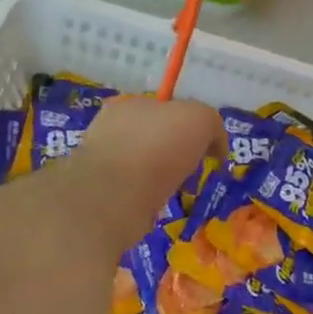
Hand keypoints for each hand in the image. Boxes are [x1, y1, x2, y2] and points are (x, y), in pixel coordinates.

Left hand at [37, 96, 225, 259]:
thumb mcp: (199, 119)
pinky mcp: (98, 194)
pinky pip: (131, 194)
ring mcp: (99, 162)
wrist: (113, 196)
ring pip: (141, 167)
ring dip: (160, 180)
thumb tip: (214, 147)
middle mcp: (109, 128)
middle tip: (192, 174)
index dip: (190, 127)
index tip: (205, 151)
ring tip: (174, 195)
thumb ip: (211, 124)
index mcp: (128, 104)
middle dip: (175, 155)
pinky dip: (145, 201)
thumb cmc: (157, 149)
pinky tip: (154, 209)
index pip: (165, 109)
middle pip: (153, 138)